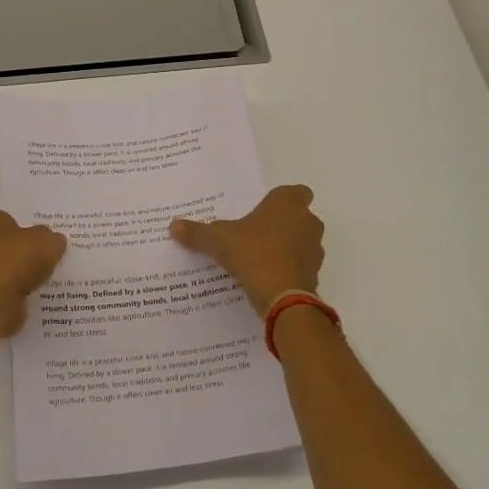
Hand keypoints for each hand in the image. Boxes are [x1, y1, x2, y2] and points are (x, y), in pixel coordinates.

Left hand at [0, 210, 67, 337]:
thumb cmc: (17, 260)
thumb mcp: (47, 241)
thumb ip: (51, 239)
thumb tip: (53, 240)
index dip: (14, 224)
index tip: (30, 233)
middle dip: (13, 250)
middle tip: (38, 256)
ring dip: (14, 274)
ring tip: (40, 279)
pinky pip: (2, 292)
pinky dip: (14, 294)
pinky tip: (33, 297)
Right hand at [170, 185, 324, 313]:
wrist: (283, 296)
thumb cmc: (253, 253)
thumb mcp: (218, 240)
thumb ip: (197, 232)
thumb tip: (173, 225)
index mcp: (288, 203)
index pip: (296, 192)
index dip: (282, 200)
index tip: (264, 210)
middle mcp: (307, 221)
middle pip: (299, 216)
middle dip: (282, 224)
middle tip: (256, 233)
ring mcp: (315, 248)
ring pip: (302, 241)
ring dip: (287, 247)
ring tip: (259, 258)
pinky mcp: (315, 273)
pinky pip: (300, 265)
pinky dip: (288, 269)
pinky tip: (267, 277)